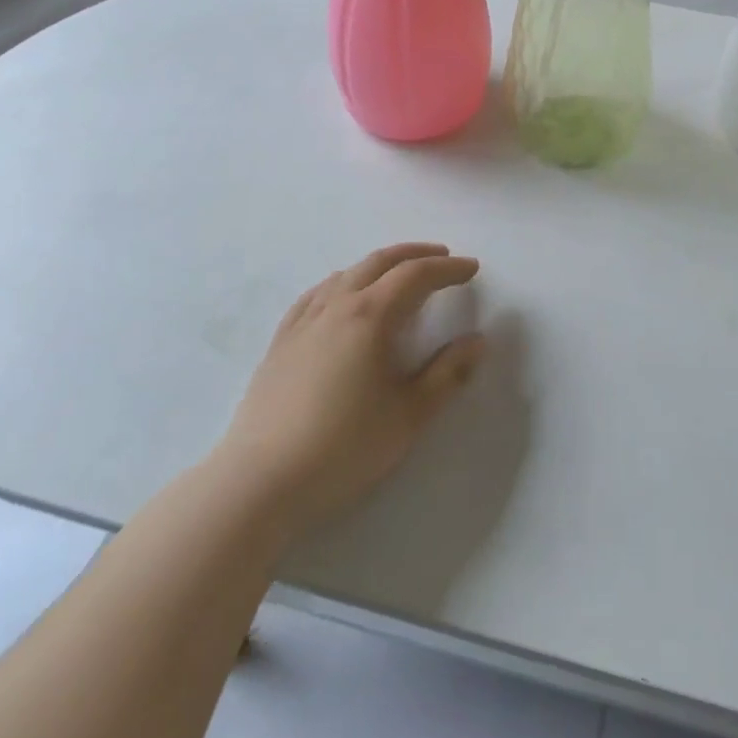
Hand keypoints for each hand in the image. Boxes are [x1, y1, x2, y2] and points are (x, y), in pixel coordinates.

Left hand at [215, 243, 485, 540]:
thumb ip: (447, 374)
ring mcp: (303, 321)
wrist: (260, 482)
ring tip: (398, 274)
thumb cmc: (344, 447)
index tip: (472, 268)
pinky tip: (342, 295)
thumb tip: (477, 341)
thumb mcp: (409, 415)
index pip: (416, 275)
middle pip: (380, 262)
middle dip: (415, 254)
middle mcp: (336, 306)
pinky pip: (317, 293)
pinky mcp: (281, 341)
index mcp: (370, 316)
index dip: (448, 268)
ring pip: (347, 273)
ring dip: (380, 265)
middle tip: (442, 257)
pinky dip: (343, 281)